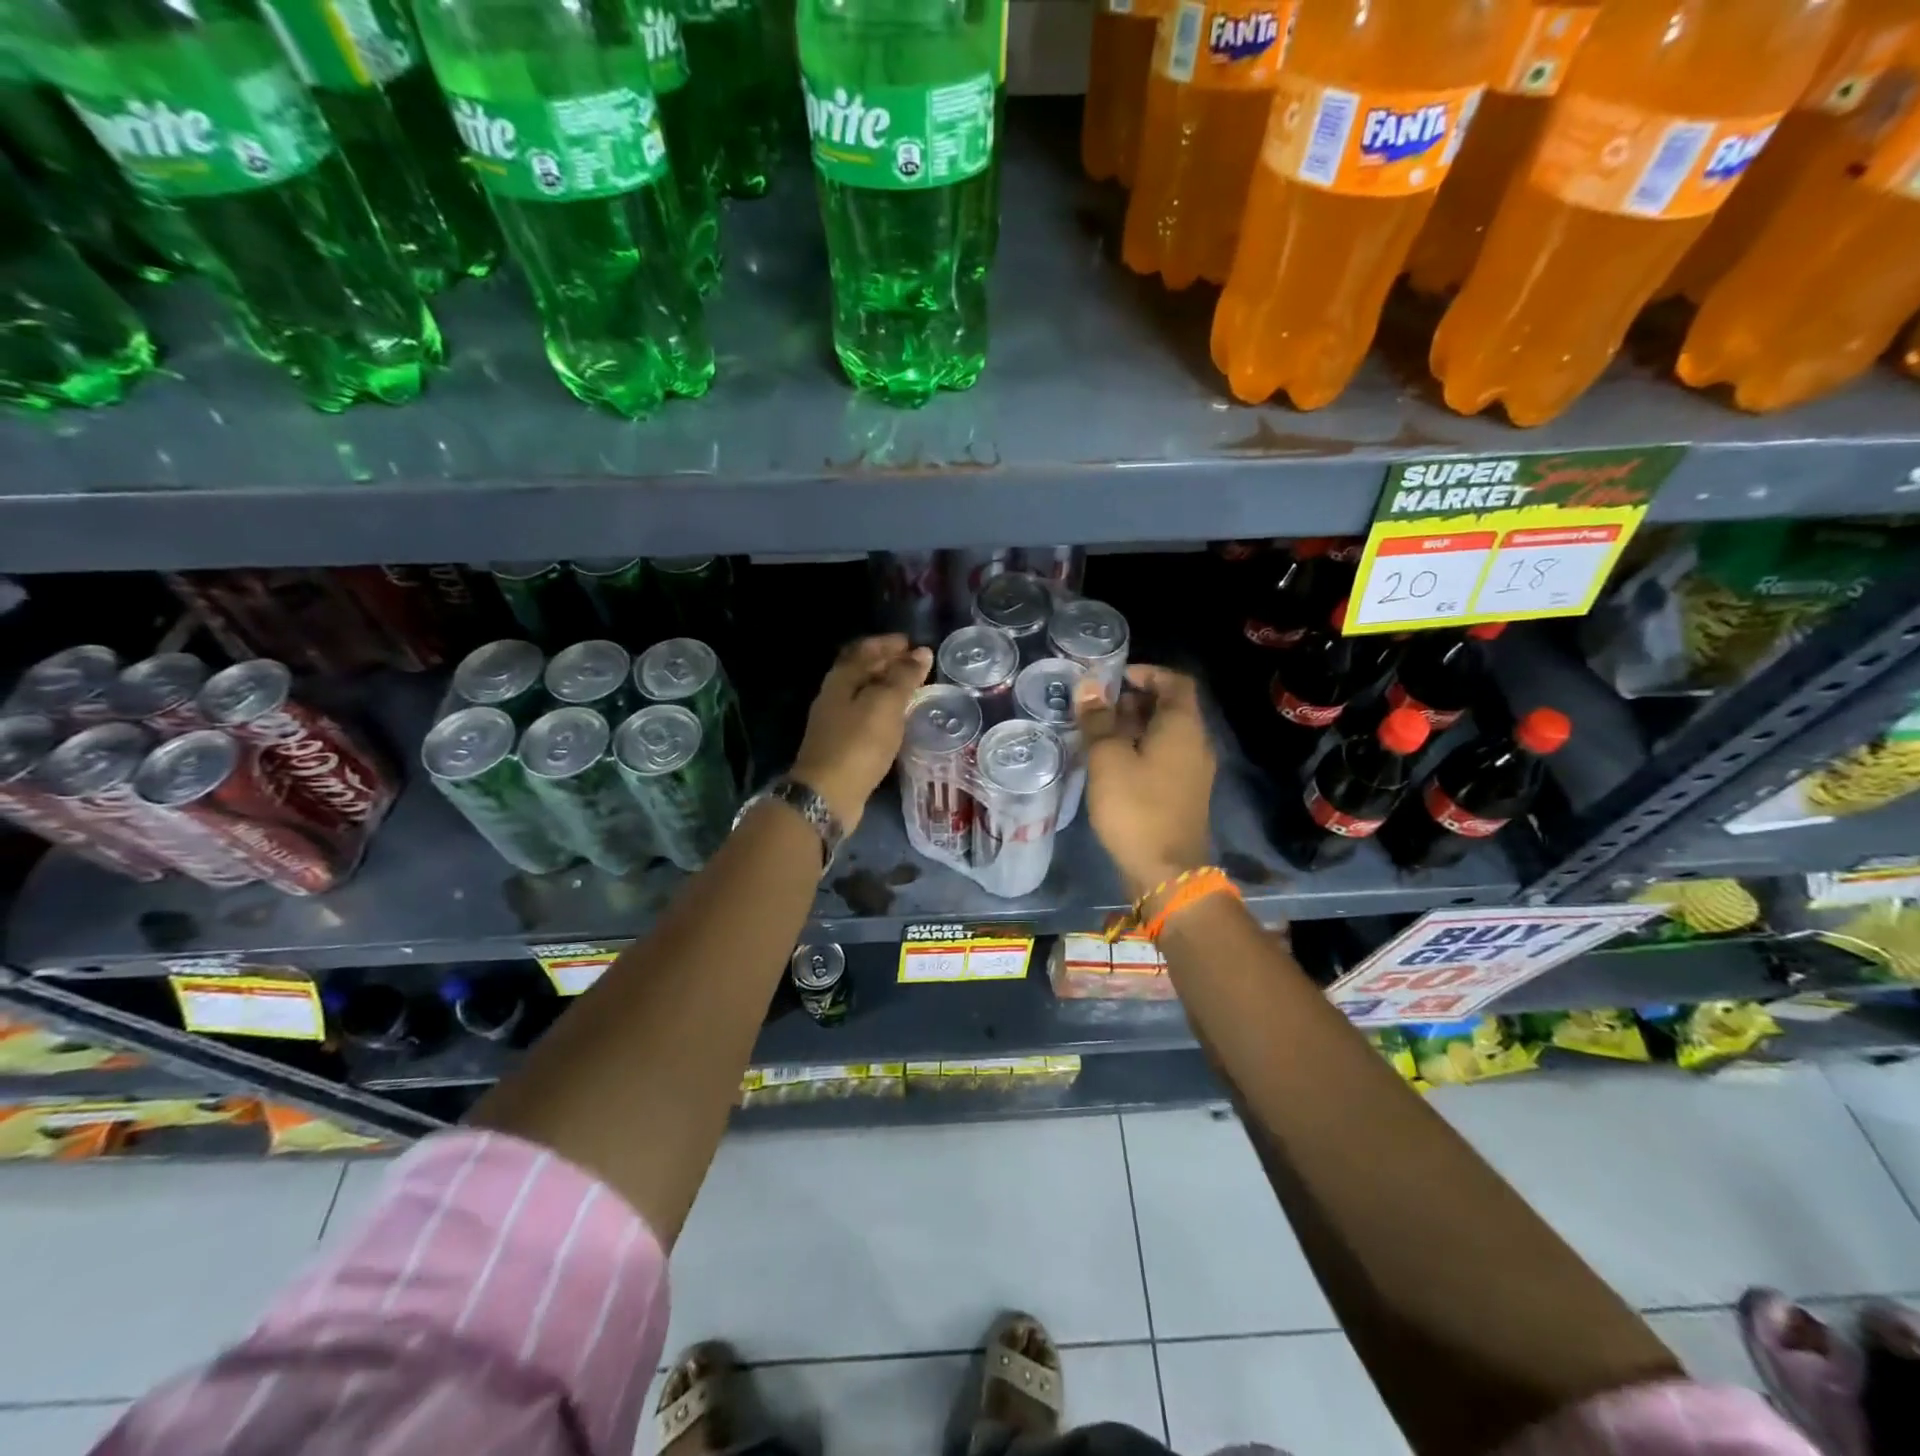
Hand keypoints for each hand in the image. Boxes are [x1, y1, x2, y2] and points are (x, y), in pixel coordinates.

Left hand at [792, 634, 932, 831]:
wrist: (828, 794)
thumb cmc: (858, 744)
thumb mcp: (885, 704)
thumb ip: (904, 677)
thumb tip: (921, 652)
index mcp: (841, 679)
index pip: (864, 650)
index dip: (888, 644)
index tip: (912, 643)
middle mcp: (834, 696)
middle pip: (862, 671)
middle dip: (888, 664)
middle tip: (917, 665)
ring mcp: (835, 723)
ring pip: (864, 695)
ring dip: (887, 689)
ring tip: (913, 690)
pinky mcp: (842, 746)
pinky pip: (866, 718)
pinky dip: (884, 712)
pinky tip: (899, 720)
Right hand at [1075, 665, 1215, 899]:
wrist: (1166, 872)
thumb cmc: (1136, 807)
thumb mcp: (1107, 759)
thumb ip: (1098, 720)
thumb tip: (1089, 685)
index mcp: (1183, 728)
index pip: (1176, 682)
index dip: (1148, 673)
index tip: (1116, 678)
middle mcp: (1196, 744)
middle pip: (1171, 708)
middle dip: (1135, 701)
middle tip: (1098, 707)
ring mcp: (1193, 771)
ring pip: (1165, 735)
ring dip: (1135, 728)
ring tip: (1098, 734)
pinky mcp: (1184, 794)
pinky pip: (1164, 758)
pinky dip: (1140, 751)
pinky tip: (1111, 765)